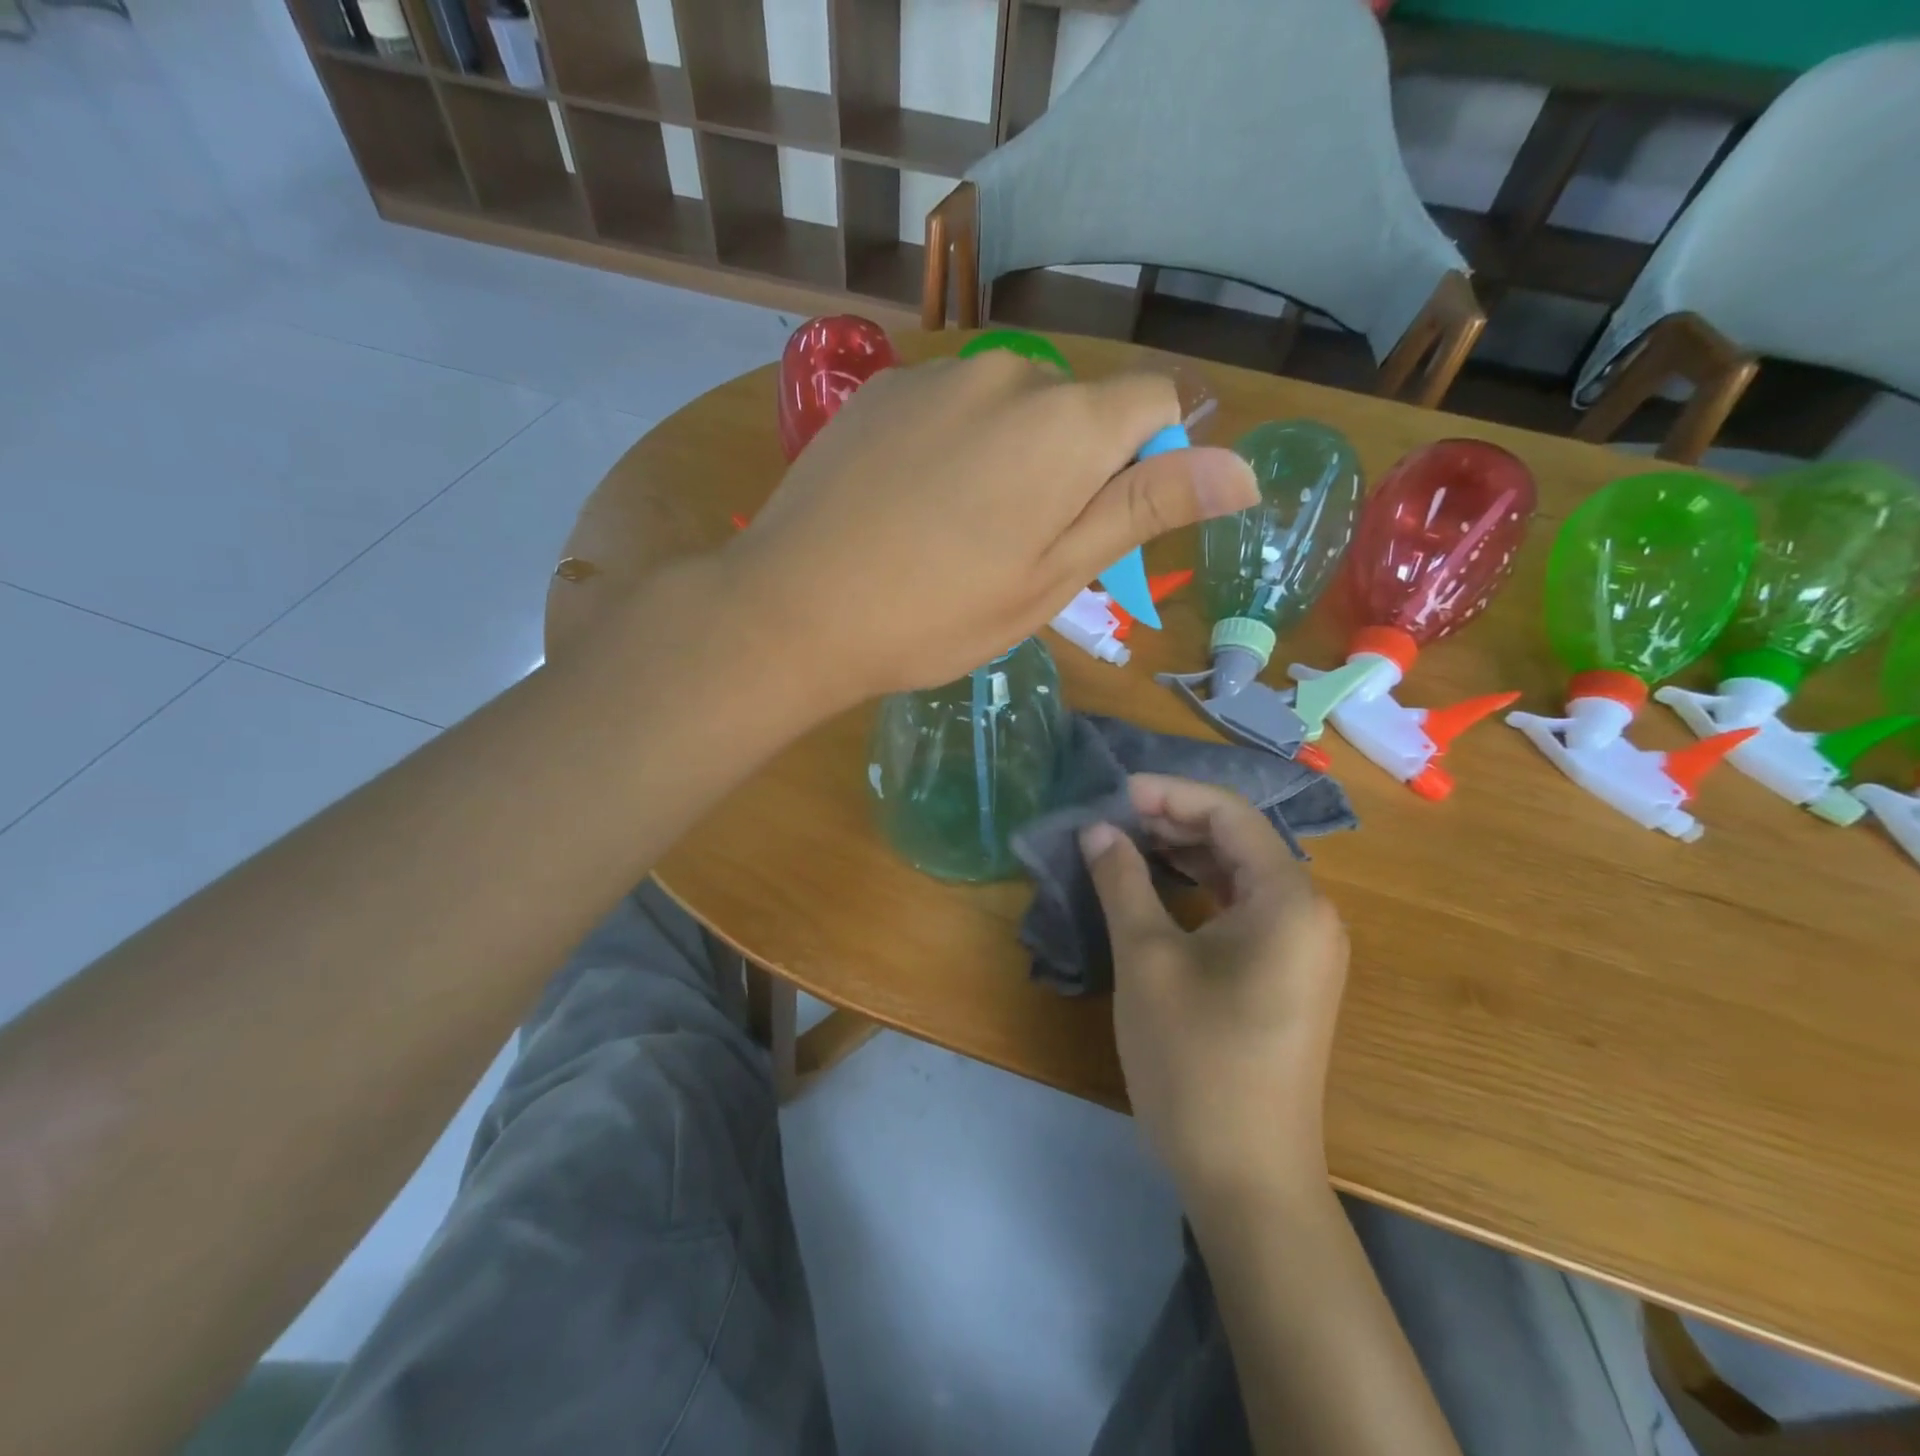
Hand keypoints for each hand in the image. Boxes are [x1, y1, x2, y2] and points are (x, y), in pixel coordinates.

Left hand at [727, 353, 1256, 704]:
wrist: (795, 608)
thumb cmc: (937, 614)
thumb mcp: (1054, 576)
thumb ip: (1145, 509)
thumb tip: (1241, 469)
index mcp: (1065, 424)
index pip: (1155, 402)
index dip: (1148, 462)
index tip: (1101, 526)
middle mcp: (1007, 374)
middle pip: (1078, 406)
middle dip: (1074, 465)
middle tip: (1020, 548)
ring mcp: (936, 375)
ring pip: (1011, 406)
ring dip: (1011, 455)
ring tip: (957, 530)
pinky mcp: (880, 388)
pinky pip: (950, 406)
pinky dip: (955, 444)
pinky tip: (911, 503)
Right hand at [1081, 775, 1347, 1203]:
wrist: (1246, 1177)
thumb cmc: (1195, 1060)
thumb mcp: (1146, 960)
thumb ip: (1122, 881)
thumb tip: (1098, 829)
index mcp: (1288, 899)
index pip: (1230, 815)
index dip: (1170, 794)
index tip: (1115, 793)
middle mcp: (1309, 914)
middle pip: (1240, 840)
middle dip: (1176, 820)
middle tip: (1114, 819)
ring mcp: (1304, 949)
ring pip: (1241, 874)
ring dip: (1186, 853)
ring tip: (1128, 845)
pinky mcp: (1288, 977)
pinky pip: (1245, 909)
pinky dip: (1201, 890)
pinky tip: (1160, 891)